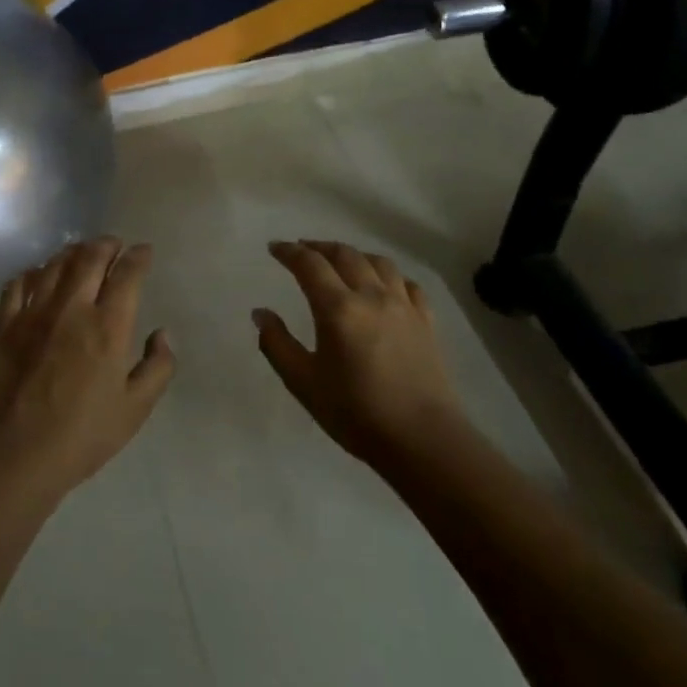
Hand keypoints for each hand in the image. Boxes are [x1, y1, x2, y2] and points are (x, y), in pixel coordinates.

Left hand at [0, 237, 176, 497]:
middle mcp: (72, 309)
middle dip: (106, 245)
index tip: (144, 252)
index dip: (138, 257)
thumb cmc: (84, 434)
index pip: (127, 275)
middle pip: (89, 258)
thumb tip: (162, 334)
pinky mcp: (5, 325)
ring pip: (54, 265)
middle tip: (114, 245)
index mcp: (108, 327)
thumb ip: (158, 367)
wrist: (18, 452)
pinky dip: (33, 272)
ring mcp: (34, 313)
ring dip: (72, 252)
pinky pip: (18, 284)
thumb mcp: (136, 408)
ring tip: (82, 253)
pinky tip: (39, 275)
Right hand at [254, 240, 464, 465]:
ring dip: (354, 255)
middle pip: (345, 254)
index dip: (289, 252)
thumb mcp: (303, 383)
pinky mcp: (426, 321)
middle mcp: (372, 296)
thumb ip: (277, 344)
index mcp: (338, 309)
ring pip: (379, 263)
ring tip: (341, 261)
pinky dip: (389, 276)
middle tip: (302, 250)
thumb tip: (260, 313)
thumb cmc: (355, 413)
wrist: (422, 439)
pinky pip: (407, 284)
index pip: (309, 265)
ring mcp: (404, 306)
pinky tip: (384, 285)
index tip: (274, 248)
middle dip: (319, 247)